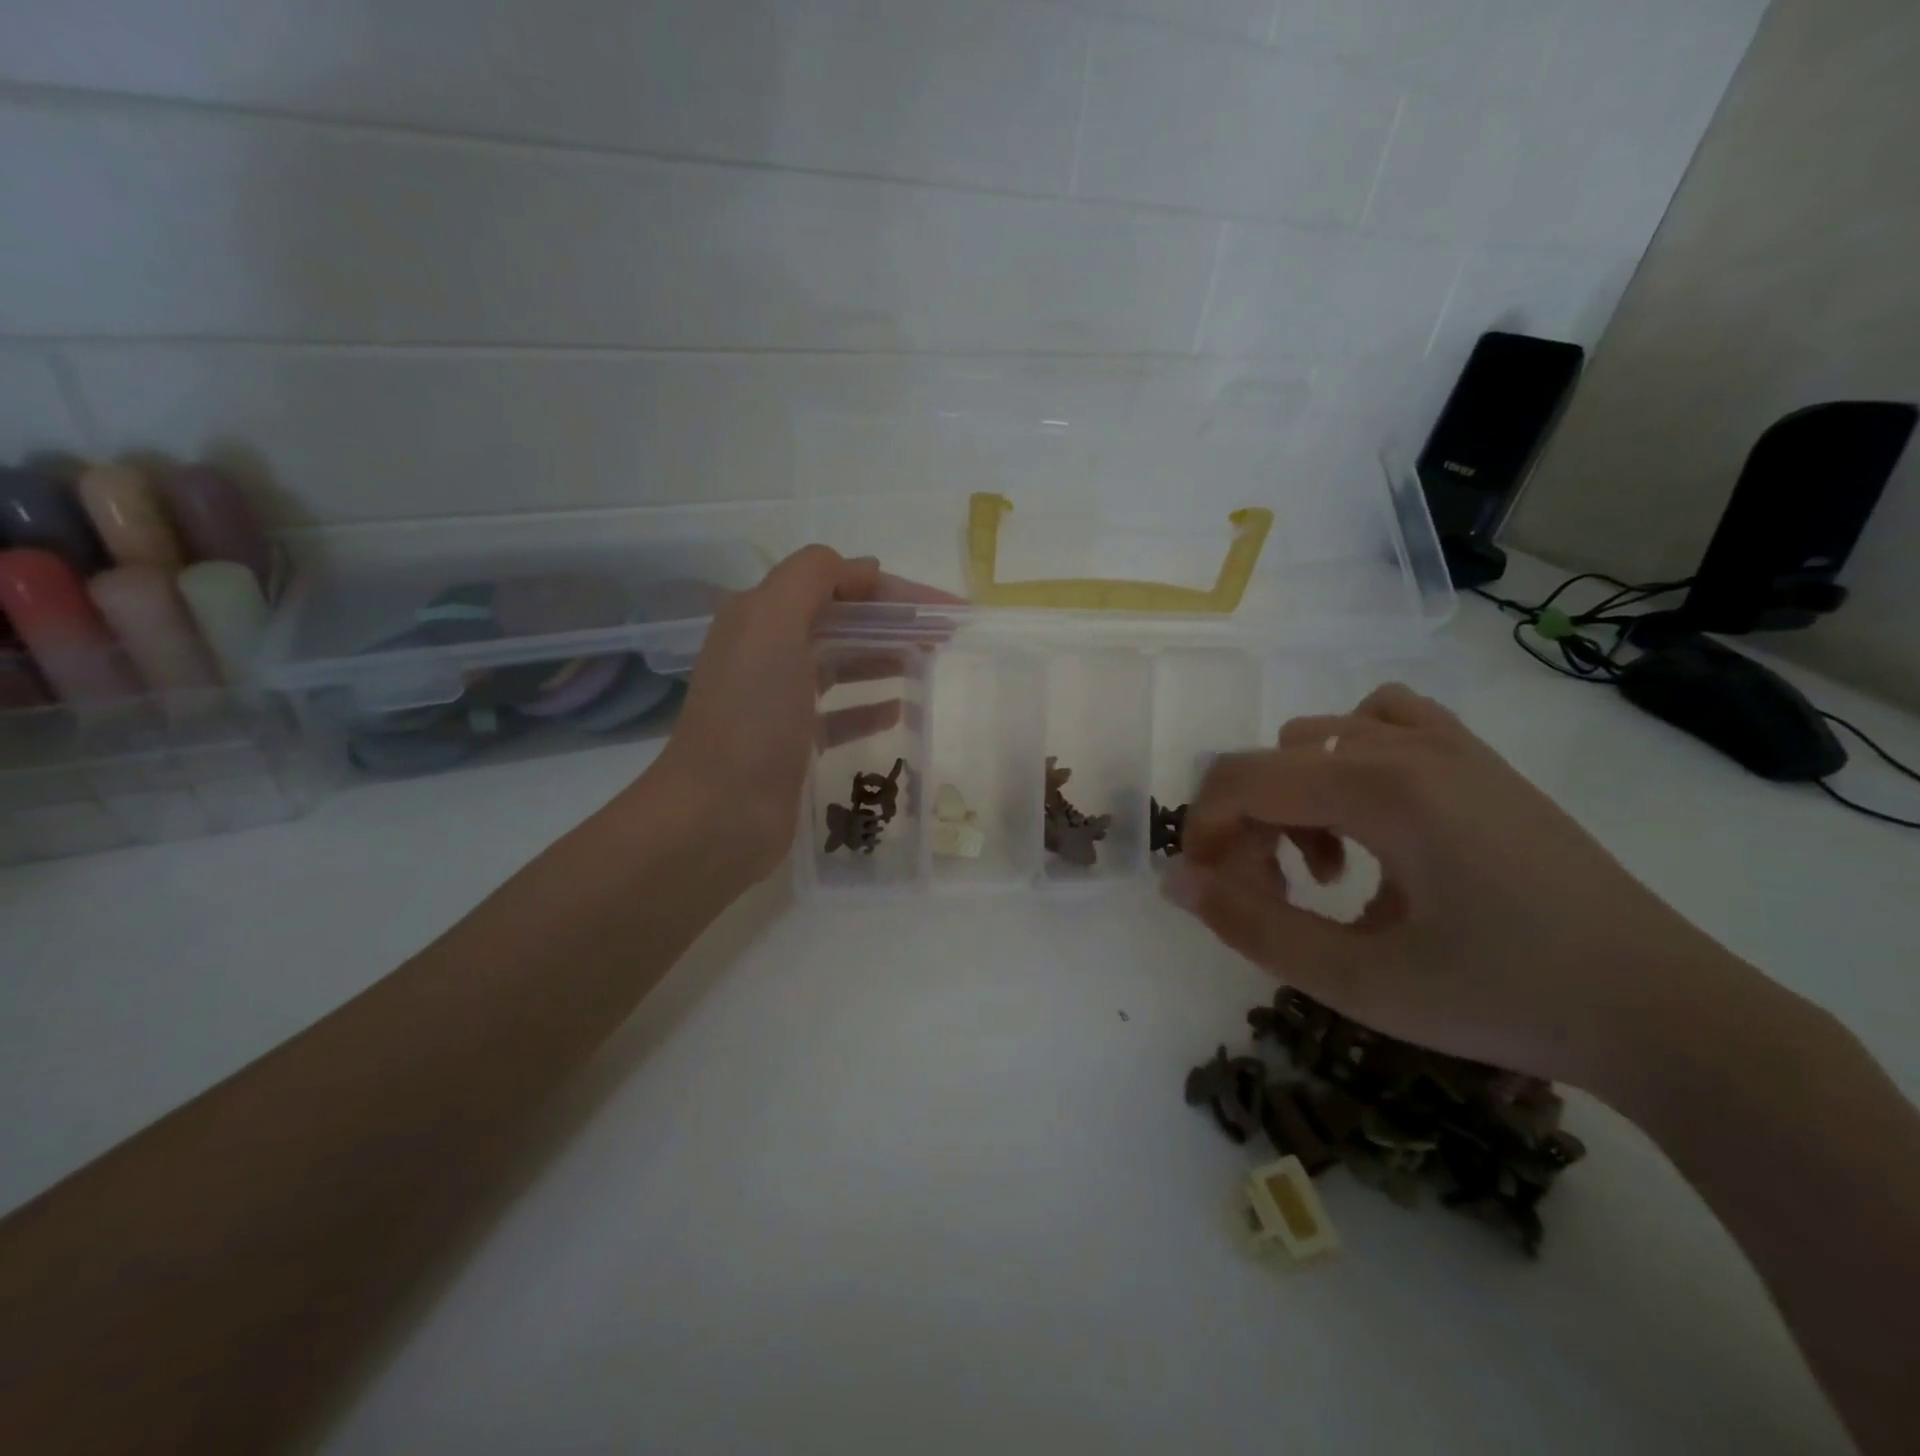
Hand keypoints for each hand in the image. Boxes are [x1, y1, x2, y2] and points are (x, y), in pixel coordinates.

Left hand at [651, 545, 956, 881]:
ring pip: (842, 666)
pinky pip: (840, 714)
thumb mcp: (772, 625)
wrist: (718, 813)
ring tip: (931, 664)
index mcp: (760, 616)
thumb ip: (813, 578)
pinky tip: (901, 710)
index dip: (891, 590)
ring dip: (886, 658)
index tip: (943, 607)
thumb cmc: (751, 716)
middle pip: (843, 624)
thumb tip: (864, 568)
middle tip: (946, 637)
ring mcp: (779, 700)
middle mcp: (767, 652)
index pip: (836, 584)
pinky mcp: (794, 744)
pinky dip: (870, 707)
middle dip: (895, 623)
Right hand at [1163, 683, 1756, 1094]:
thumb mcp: (1360, 983)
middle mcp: (1408, 747)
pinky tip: (1372, 819)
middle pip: (1273, 761)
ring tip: (1328, 868)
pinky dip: (1348, 758)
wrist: (1665, 1013)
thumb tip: (1177, 882)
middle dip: (1247, 828)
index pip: (1241, 780)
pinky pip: (1384, 722)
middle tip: (1275, 900)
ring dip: (1294, 797)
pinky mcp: (1479, 762)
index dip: (1204, 834)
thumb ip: (1254, 927)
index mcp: (1380, 790)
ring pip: (1319, 738)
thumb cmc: (1506, 1000)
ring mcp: (1451, 746)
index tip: (1214, 896)